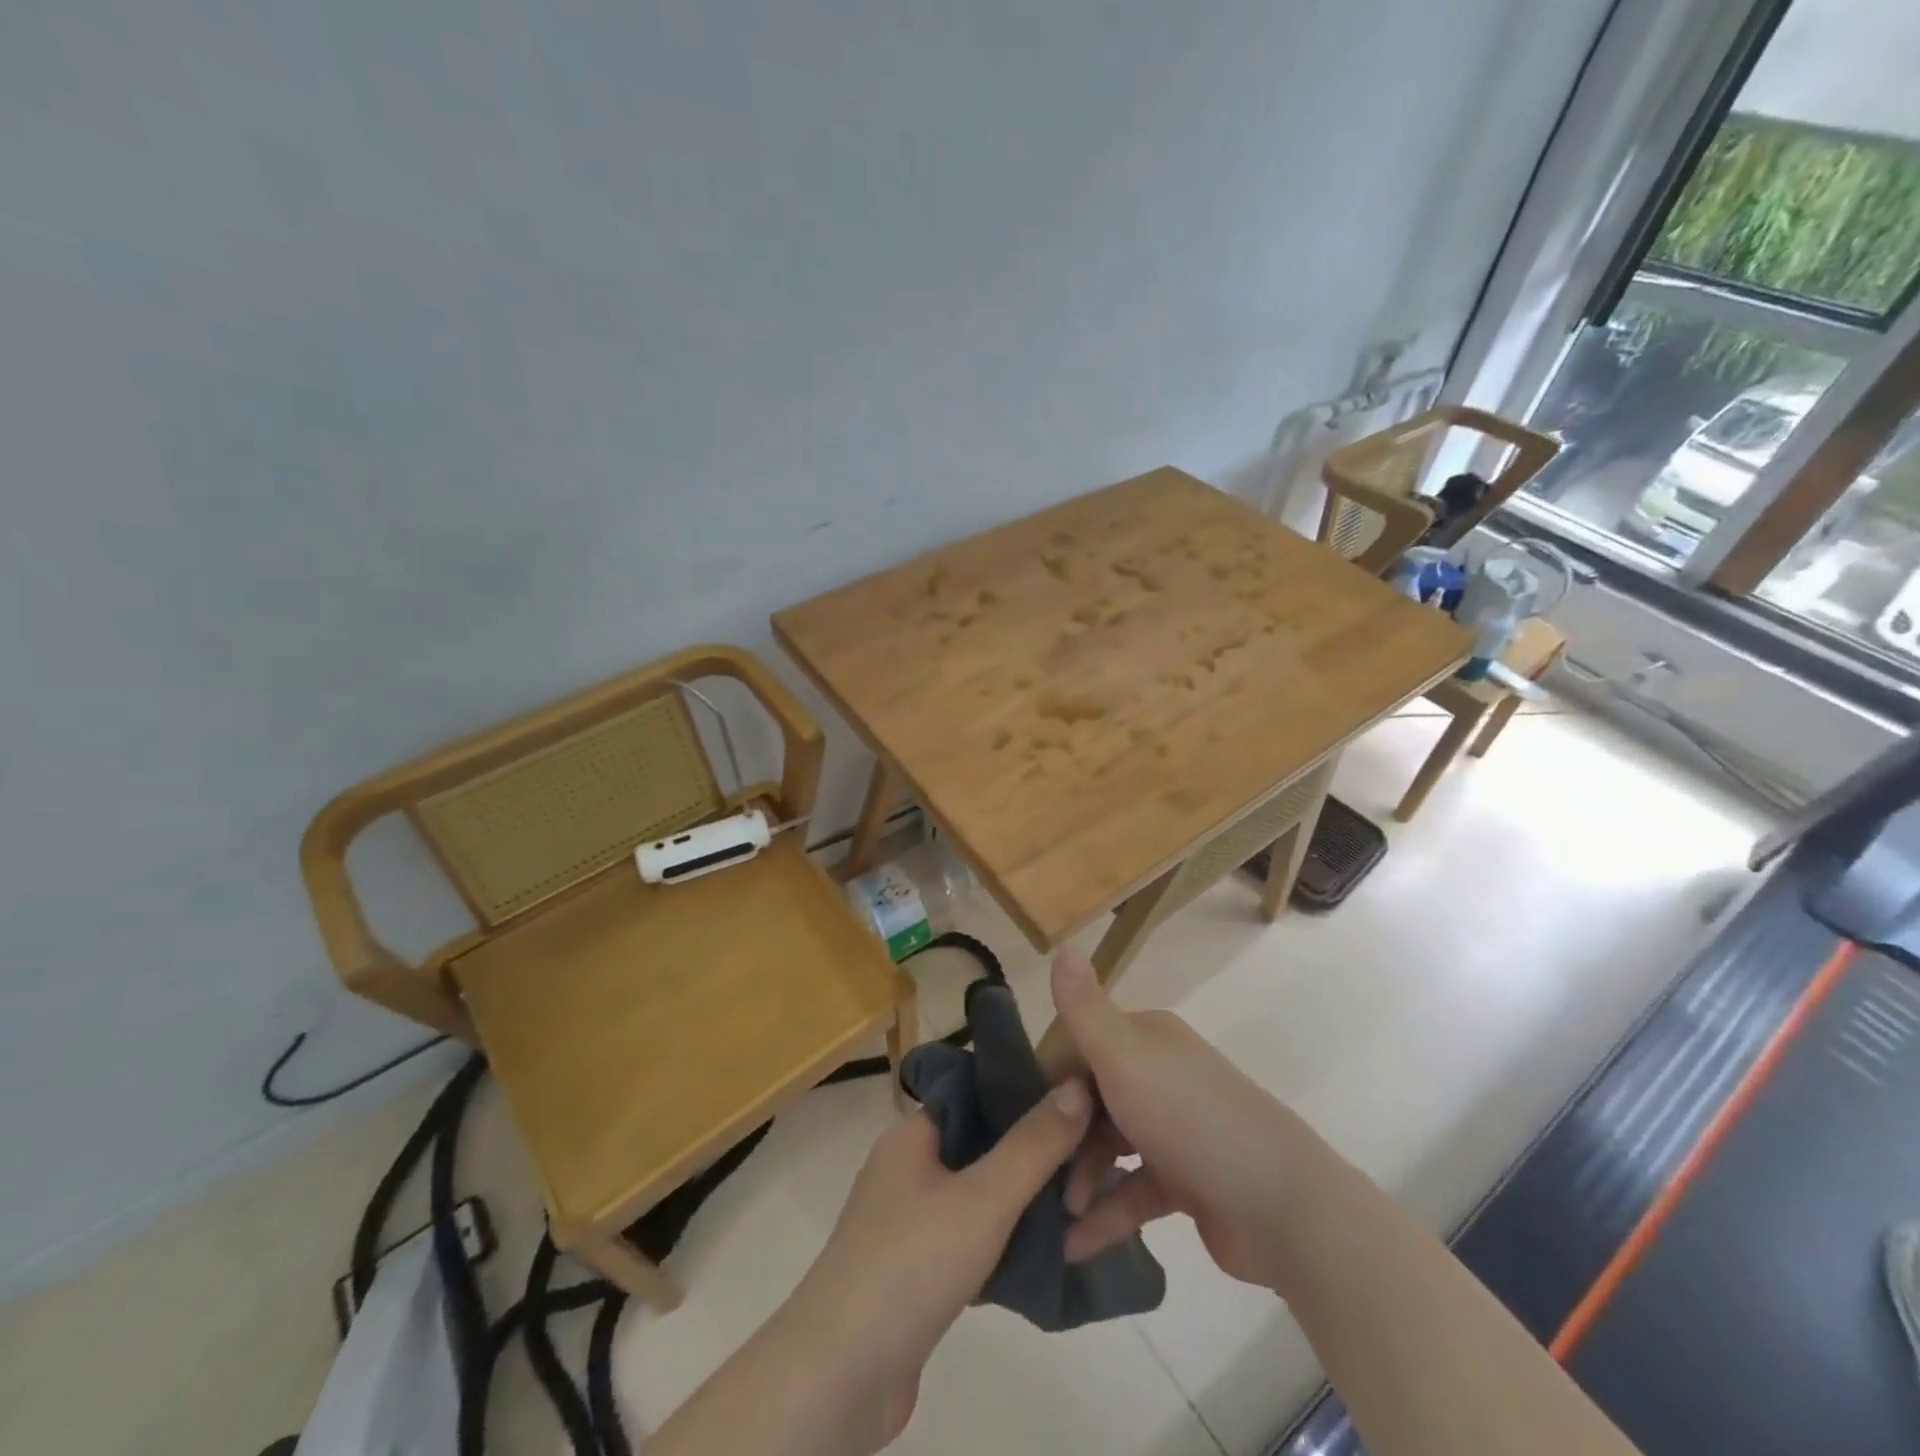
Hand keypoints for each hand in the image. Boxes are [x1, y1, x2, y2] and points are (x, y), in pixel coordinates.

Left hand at [770, 1078, 1093, 1452]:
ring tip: (1077, 1210)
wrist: (840, 1377)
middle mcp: (905, 1170)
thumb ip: (1033, 1145)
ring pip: (976, 1199)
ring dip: (1020, 1207)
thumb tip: (1076, 1085)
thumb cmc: (911, 1265)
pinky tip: (1043, 1258)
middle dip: (1030, 1158)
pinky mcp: (913, 1274)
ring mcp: (906, 1224)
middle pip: (979, 1148)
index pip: (974, 1097)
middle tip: (1088, 1166)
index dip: (1023, 1098)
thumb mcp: (983, 1199)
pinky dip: (1001, 1247)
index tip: (1075, 1109)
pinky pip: (967, 1242)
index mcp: (911, 1136)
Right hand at [1050, 949, 1308, 1290]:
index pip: (1080, 1047)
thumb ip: (1083, 1007)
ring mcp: (1175, 1129)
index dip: (1050, 1081)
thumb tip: (1061, 947)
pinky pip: (1133, 1192)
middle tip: (1035, 1174)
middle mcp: (1159, 1075)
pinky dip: (1107, 1215)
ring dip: (1081, 1179)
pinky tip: (1076, 1245)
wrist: (1280, 1203)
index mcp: (1145, 1039)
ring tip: (1057, 1215)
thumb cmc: (1189, 1116)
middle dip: (1062, 1137)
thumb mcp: (1122, 1054)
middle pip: (1092, 1100)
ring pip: (1110, 1147)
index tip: (1022, 1118)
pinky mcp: (1187, 1181)